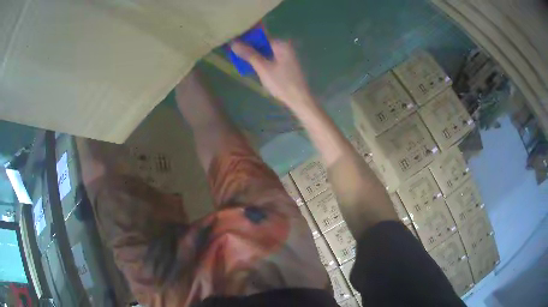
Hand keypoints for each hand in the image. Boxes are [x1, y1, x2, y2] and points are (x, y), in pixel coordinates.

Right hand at [232, 40, 313, 109]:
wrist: (300, 100)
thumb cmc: (282, 83)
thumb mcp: (263, 68)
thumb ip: (249, 54)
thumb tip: (233, 42)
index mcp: (281, 44)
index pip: (260, 36)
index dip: (247, 39)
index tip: (234, 44)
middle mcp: (286, 47)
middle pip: (264, 44)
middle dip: (250, 48)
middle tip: (235, 54)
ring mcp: (287, 56)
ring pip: (266, 52)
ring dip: (255, 56)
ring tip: (240, 60)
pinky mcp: (287, 65)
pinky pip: (271, 59)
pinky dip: (262, 61)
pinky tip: (253, 67)